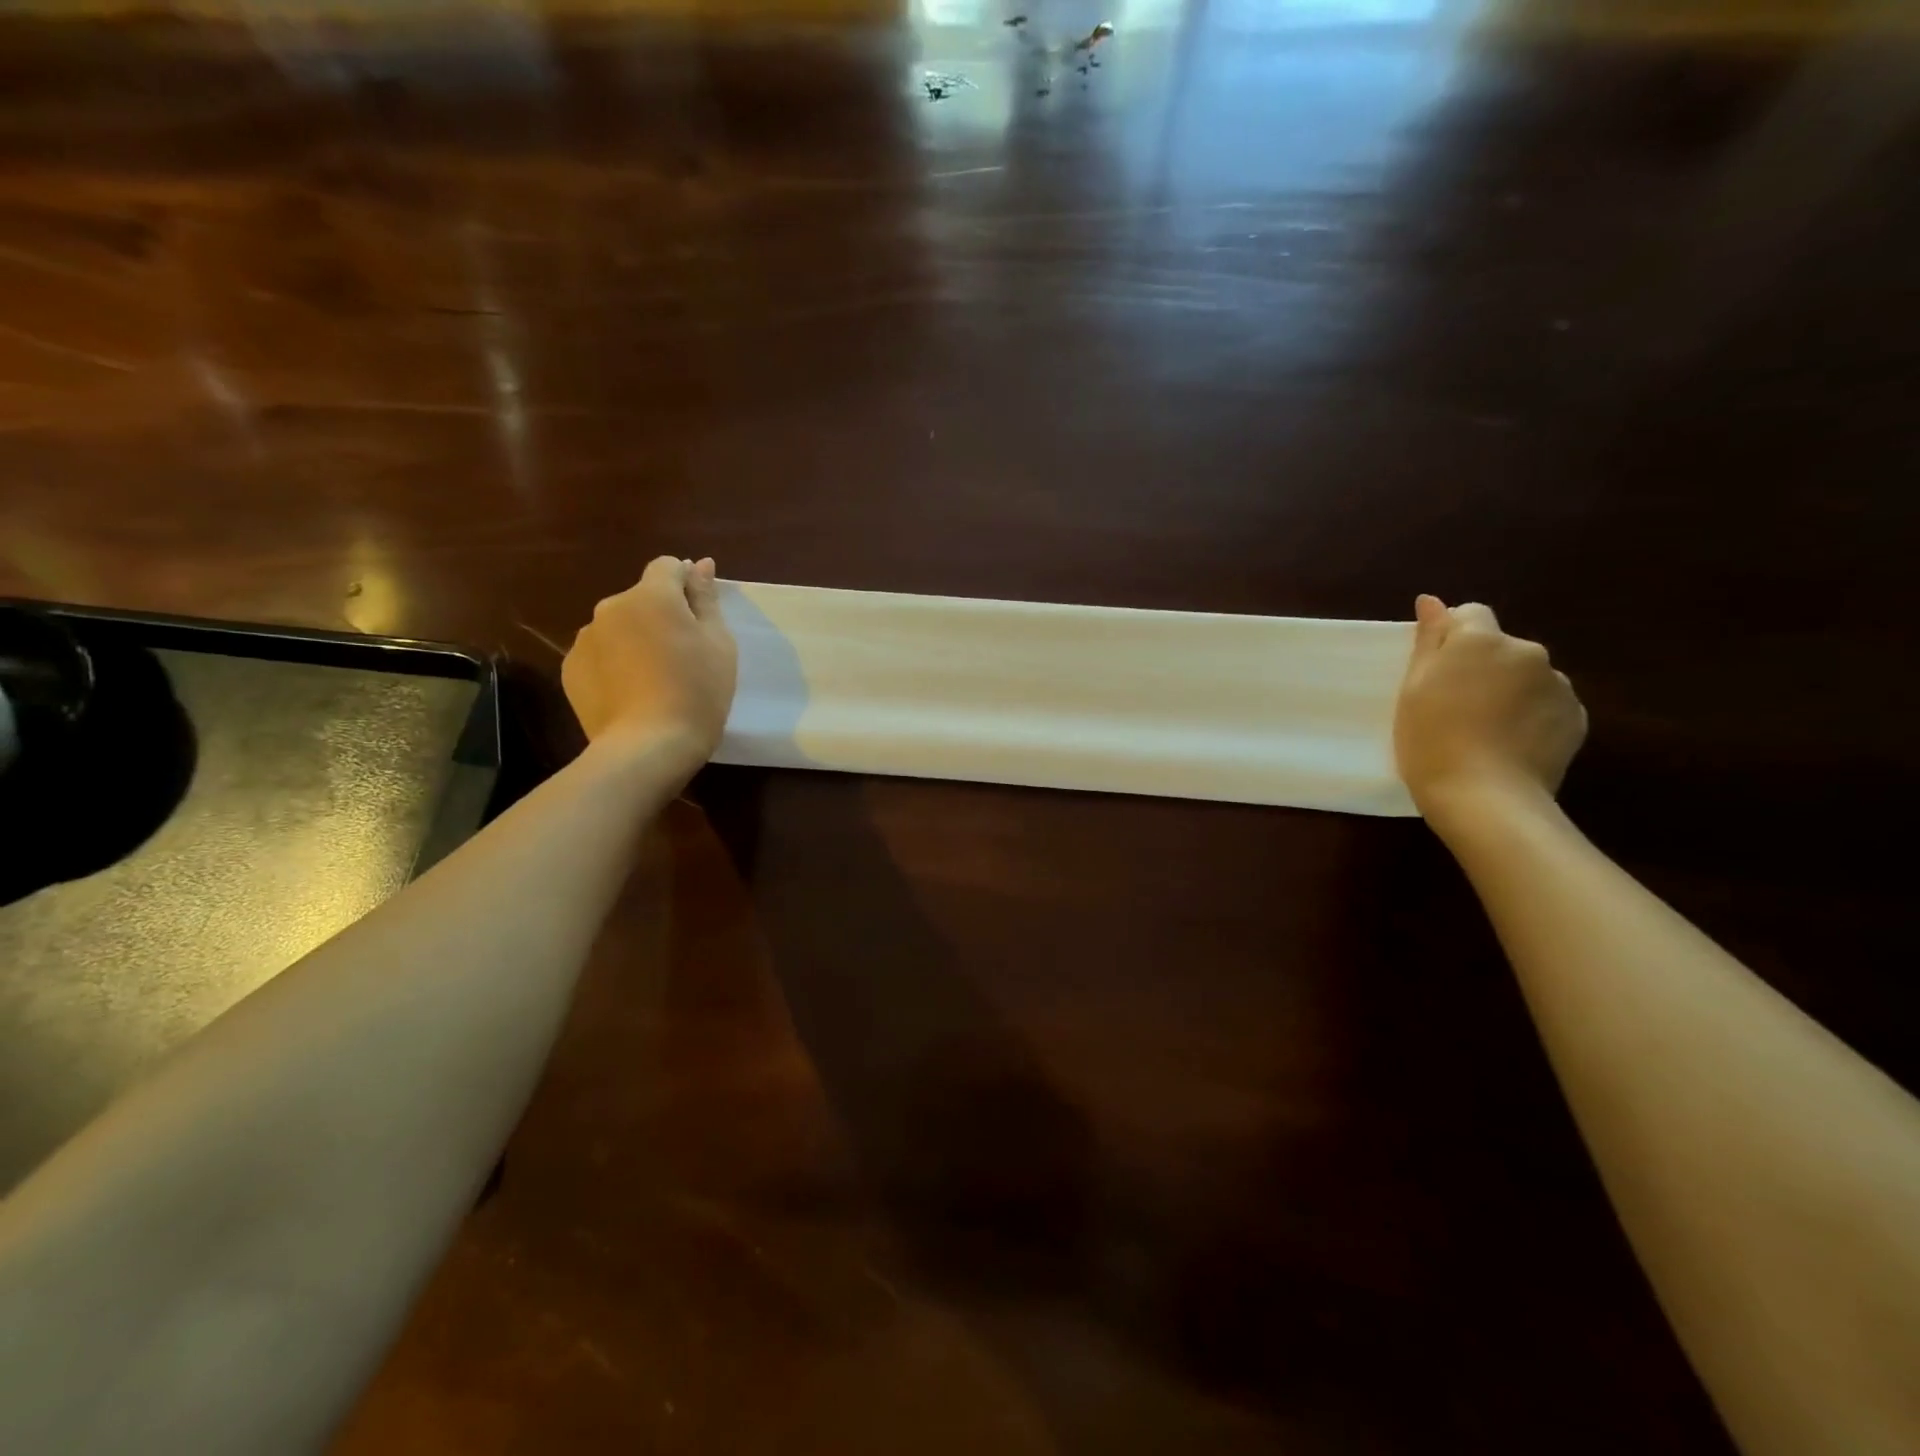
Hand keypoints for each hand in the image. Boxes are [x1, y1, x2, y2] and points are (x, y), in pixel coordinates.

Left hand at [562, 556, 737, 774]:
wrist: (648, 747)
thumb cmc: (697, 692)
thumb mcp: (718, 644)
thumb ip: (706, 599)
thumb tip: (701, 564)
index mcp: (652, 596)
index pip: (668, 567)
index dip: (687, 584)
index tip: (700, 617)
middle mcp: (611, 607)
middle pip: (642, 599)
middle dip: (660, 616)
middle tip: (683, 656)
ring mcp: (586, 638)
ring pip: (619, 627)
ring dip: (636, 639)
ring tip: (654, 679)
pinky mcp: (570, 669)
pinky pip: (600, 654)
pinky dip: (615, 664)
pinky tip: (631, 693)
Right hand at [1393, 595, 1586, 821]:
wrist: (1485, 797)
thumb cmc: (1430, 740)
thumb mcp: (1413, 689)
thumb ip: (1429, 641)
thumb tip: (1432, 601)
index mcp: (1481, 640)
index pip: (1470, 614)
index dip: (1451, 638)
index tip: (1436, 671)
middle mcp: (1527, 651)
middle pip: (1499, 646)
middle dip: (1482, 665)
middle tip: (1454, 705)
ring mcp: (1557, 684)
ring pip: (1525, 675)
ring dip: (1508, 690)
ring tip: (1484, 729)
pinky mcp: (1576, 716)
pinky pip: (1546, 704)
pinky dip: (1530, 715)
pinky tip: (1509, 743)